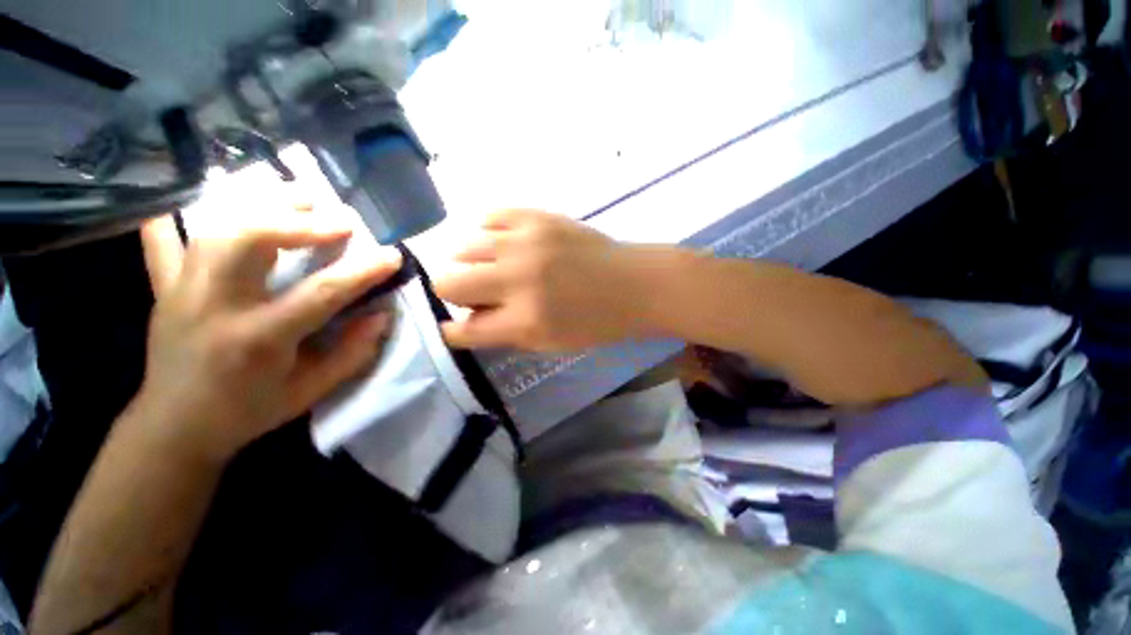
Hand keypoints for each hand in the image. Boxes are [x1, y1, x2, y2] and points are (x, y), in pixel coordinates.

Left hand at [135, 209, 400, 462]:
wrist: (174, 428)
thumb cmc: (248, 412)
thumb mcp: (311, 391)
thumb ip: (352, 353)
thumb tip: (381, 314)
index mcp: (260, 338)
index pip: (321, 292)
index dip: (363, 270)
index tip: (392, 256)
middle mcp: (216, 304)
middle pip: (250, 238)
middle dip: (301, 220)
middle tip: (339, 218)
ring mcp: (182, 289)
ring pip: (215, 226)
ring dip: (262, 205)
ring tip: (299, 199)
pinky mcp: (164, 285)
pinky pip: (165, 236)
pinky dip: (187, 212)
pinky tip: (217, 204)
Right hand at [434, 209, 653, 351]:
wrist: (634, 284)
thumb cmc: (597, 322)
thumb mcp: (550, 342)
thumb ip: (505, 333)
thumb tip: (469, 319)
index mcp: (525, 320)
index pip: (462, 329)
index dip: (453, 331)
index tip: (454, 327)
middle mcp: (518, 278)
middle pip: (447, 281)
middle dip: (454, 294)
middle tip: (477, 295)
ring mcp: (526, 241)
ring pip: (462, 246)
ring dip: (471, 263)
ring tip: (494, 267)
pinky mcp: (537, 216)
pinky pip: (489, 217)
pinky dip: (489, 234)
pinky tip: (505, 243)